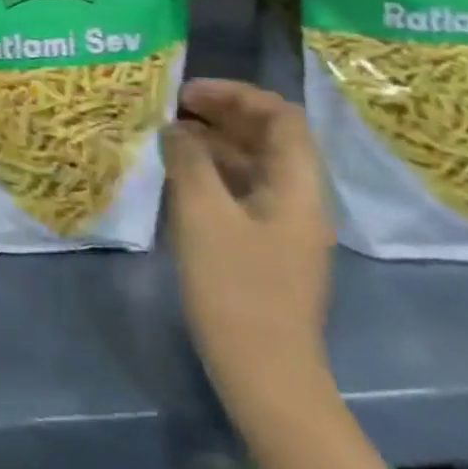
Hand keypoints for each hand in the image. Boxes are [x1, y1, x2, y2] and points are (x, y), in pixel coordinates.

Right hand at [162, 79, 333, 408]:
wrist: (265, 374)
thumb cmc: (236, 288)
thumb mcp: (203, 214)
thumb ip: (188, 160)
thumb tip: (175, 128)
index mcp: (298, 185)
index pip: (280, 115)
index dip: (235, 94)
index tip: (187, 93)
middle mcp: (300, 198)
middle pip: (268, 136)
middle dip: (221, 114)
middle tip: (172, 109)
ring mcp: (285, 225)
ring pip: (253, 164)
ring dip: (214, 143)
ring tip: (167, 138)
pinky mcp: (267, 247)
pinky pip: (243, 191)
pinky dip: (213, 173)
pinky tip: (179, 177)